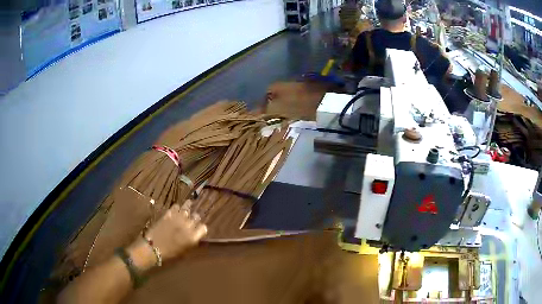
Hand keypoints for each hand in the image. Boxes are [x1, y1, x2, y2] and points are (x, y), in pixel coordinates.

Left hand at [127, 202, 206, 270]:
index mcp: (192, 237)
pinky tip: (176, 209)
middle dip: (195, 217)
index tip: (200, 229)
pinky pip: (175, 207)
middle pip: (196, 216)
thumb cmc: (169, 253)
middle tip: (193, 218)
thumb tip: (195, 236)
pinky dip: (177, 207)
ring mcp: (177, 218)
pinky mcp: (168, 214)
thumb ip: (191, 242)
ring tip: (188, 206)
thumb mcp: (184, 251)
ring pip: (186, 208)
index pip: (203, 228)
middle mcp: (187, 226)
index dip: (202, 228)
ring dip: (187, 209)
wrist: (153, 248)